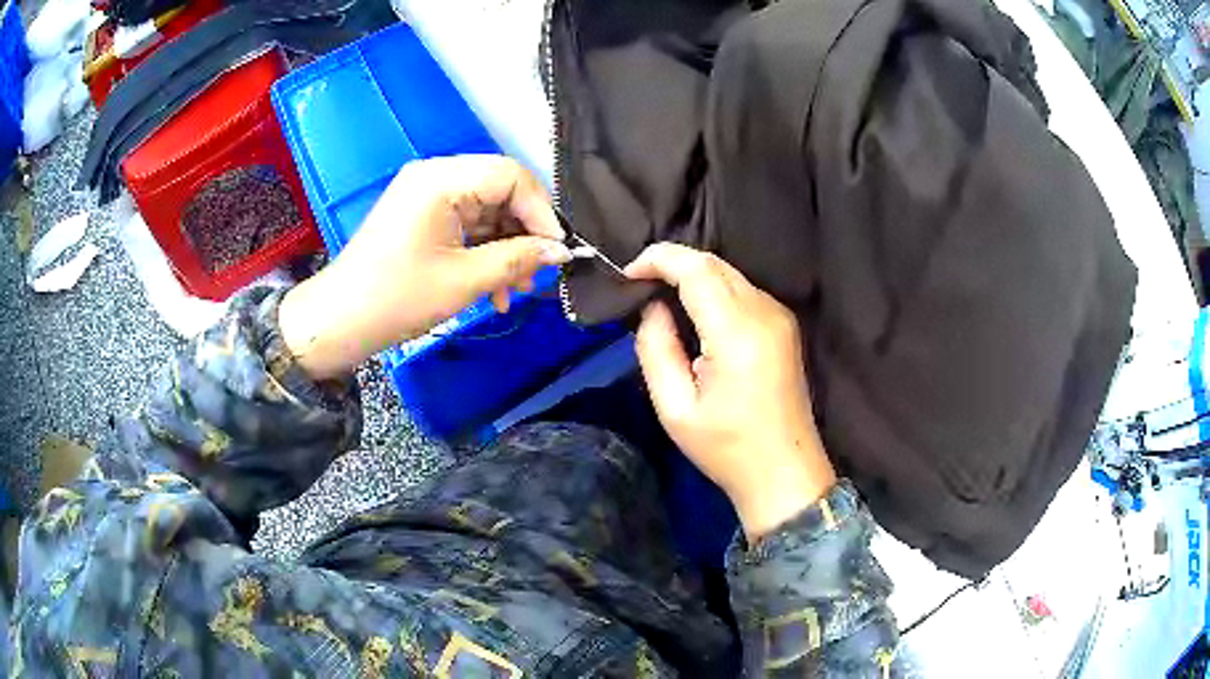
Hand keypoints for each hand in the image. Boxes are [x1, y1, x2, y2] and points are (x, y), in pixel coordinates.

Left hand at [279, 156, 571, 380]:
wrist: (338, 322)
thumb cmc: (397, 298)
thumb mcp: (464, 280)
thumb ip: (518, 259)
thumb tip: (561, 251)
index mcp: (441, 179)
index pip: (511, 176)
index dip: (542, 211)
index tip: (557, 251)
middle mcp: (434, 175)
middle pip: (500, 191)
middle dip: (523, 234)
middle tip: (536, 276)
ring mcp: (425, 195)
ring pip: (485, 211)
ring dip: (505, 249)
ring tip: (514, 292)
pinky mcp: (420, 215)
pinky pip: (465, 224)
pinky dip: (483, 251)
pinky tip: (493, 288)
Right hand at [626, 244, 836, 540]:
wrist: (784, 472)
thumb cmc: (726, 449)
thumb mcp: (674, 408)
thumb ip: (656, 348)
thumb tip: (651, 307)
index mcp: (737, 333)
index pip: (696, 268)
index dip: (657, 259)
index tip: (626, 275)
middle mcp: (764, 312)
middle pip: (713, 262)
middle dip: (670, 263)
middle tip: (637, 287)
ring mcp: (779, 316)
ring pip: (728, 273)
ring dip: (691, 275)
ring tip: (658, 298)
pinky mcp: (784, 324)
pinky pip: (742, 290)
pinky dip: (712, 289)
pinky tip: (692, 313)